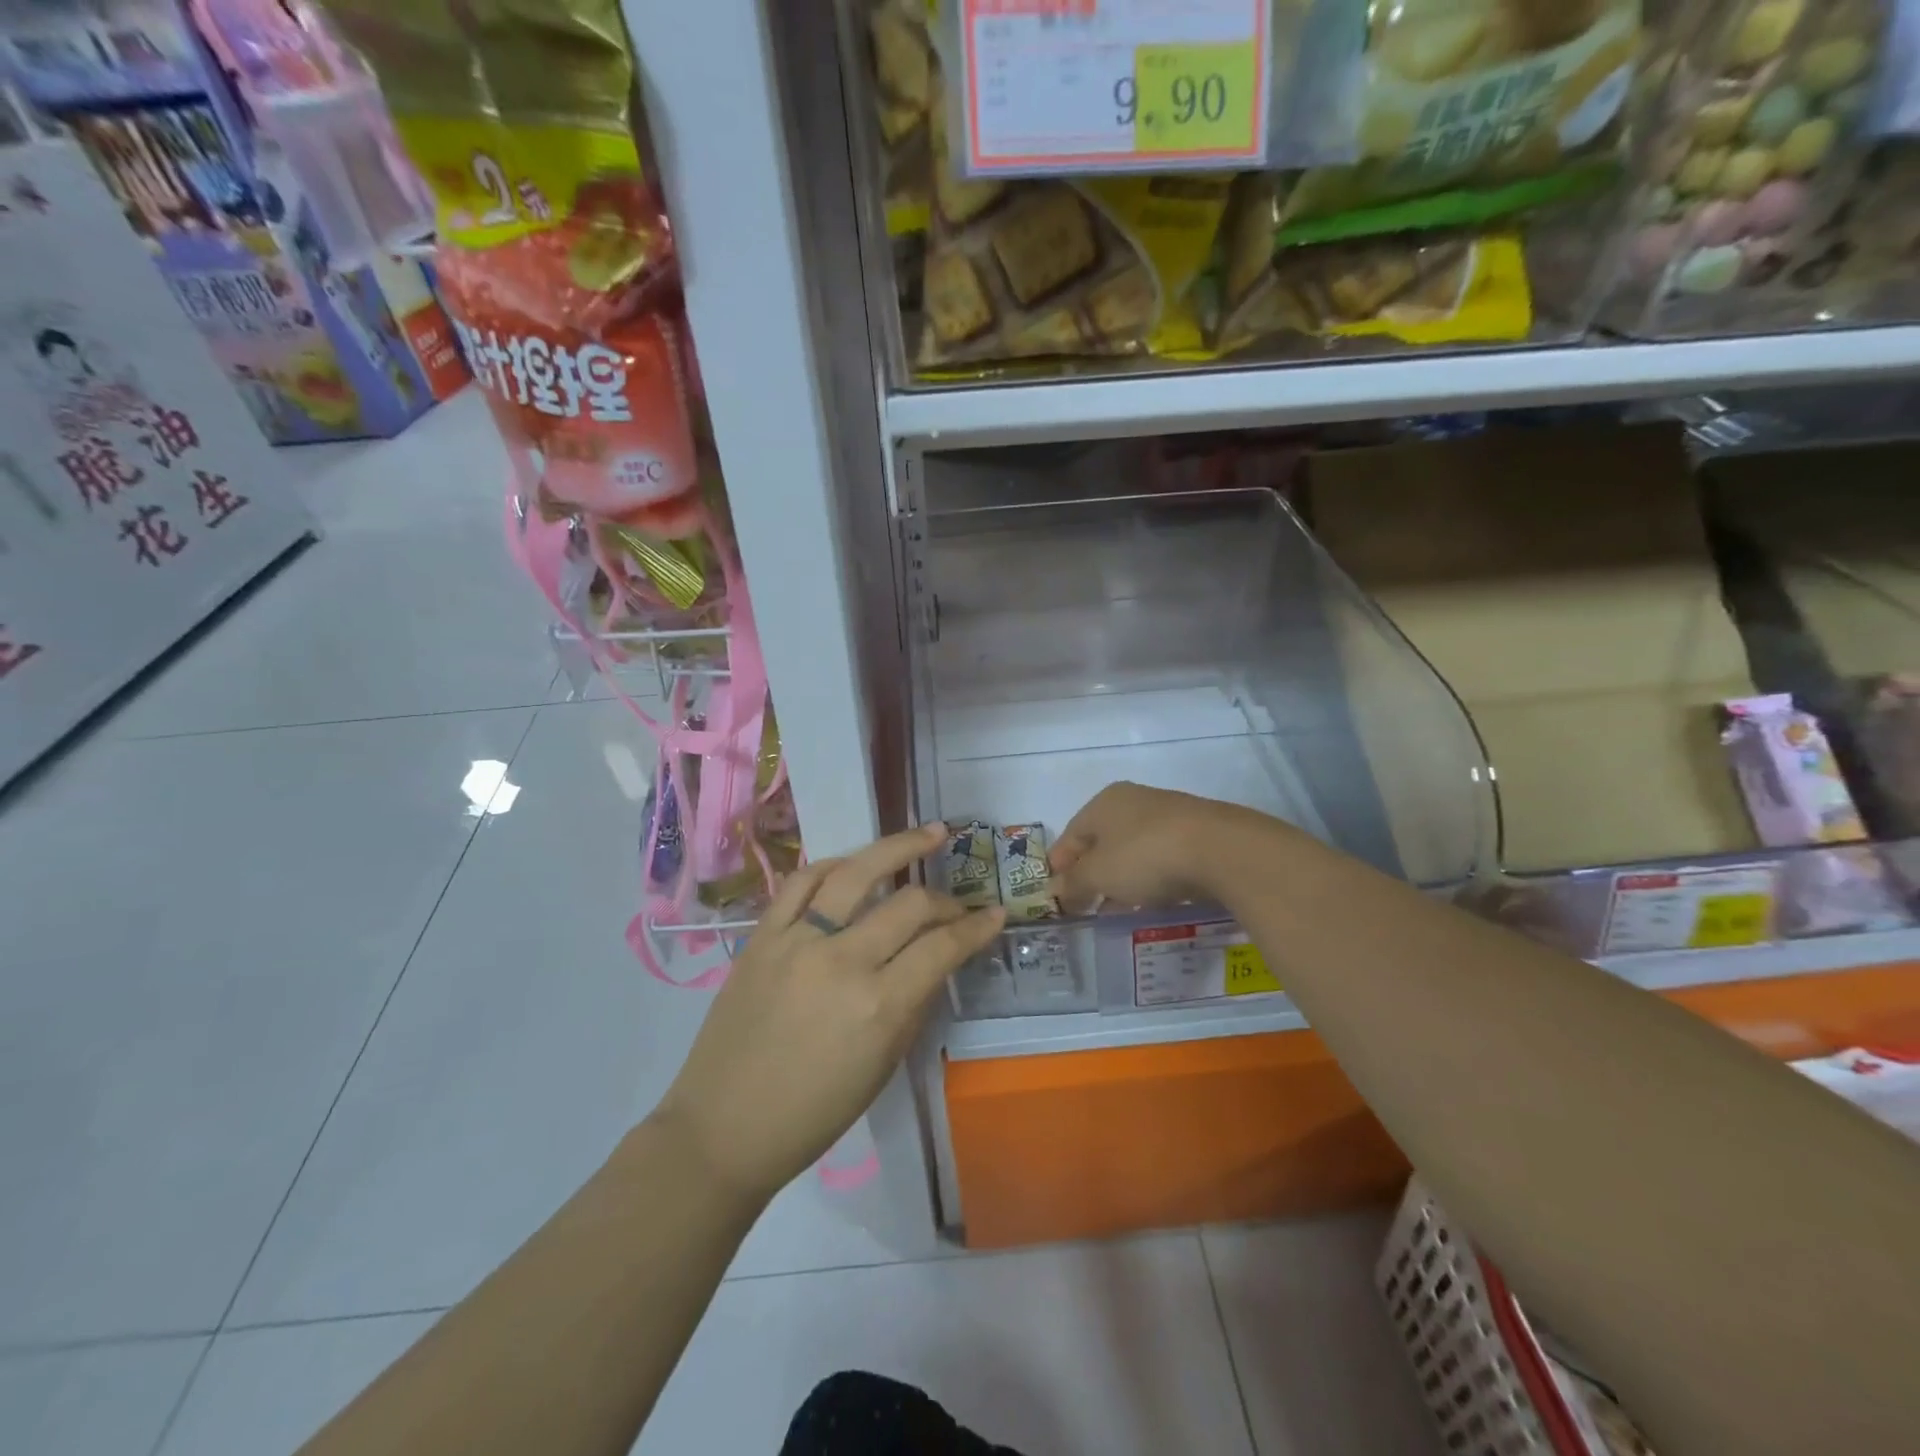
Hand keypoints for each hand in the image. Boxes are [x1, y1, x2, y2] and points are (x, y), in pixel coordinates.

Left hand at [653, 823, 1004, 1204]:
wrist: (723, 1128)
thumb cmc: (813, 1114)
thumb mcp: (882, 1067)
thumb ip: (913, 1005)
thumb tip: (935, 960)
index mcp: (879, 1006)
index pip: (942, 947)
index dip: (977, 927)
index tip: (995, 914)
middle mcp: (842, 961)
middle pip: (909, 904)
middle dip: (945, 899)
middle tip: (958, 902)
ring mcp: (797, 941)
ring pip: (856, 872)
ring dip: (899, 846)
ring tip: (930, 833)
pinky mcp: (762, 935)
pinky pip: (802, 882)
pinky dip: (835, 866)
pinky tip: (855, 862)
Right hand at [1049, 783, 1249, 912]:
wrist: (1221, 849)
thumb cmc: (1145, 856)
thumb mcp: (1099, 875)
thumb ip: (1074, 883)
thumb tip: (1054, 889)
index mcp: (1103, 803)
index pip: (1070, 835)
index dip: (1059, 865)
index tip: (1055, 895)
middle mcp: (1133, 801)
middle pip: (1101, 841)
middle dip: (1091, 874)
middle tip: (1084, 905)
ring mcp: (1168, 816)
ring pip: (1132, 850)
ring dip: (1121, 879)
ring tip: (1116, 910)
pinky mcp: (1196, 834)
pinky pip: (1161, 858)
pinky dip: (1150, 878)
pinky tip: (1151, 901)